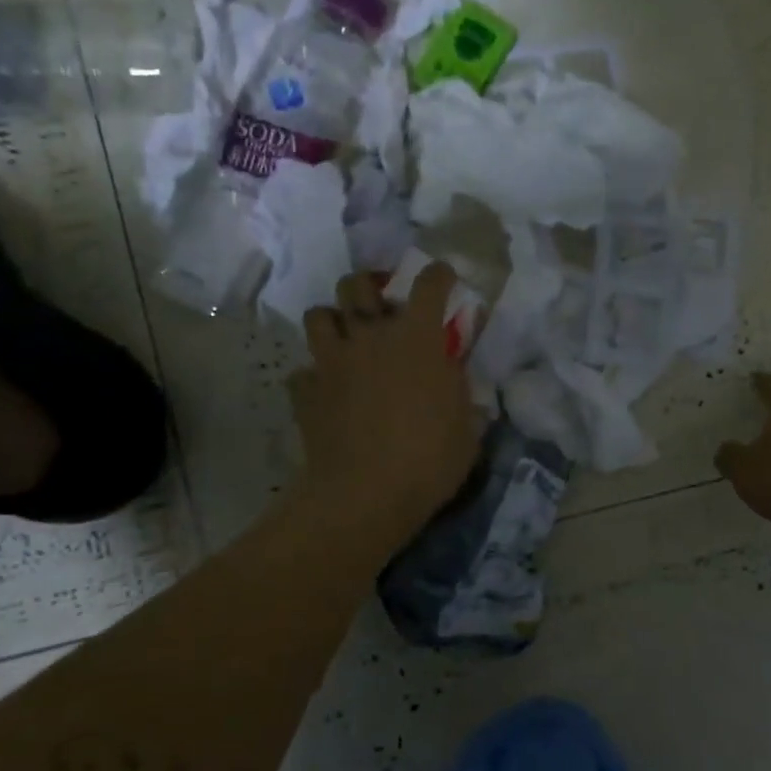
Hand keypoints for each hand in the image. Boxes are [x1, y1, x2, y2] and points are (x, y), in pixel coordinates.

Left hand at [289, 264, 480, 545]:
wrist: (364, 495)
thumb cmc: (429, 459)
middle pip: (357, 284)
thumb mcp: (467, 426)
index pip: (429, 284)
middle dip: (369, 285)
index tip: (443, 277)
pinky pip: (303, 371)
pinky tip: (327, 392)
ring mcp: (331, 361)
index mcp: (416, 338)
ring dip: (333, 321)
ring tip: (346, 340)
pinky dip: (314, 377)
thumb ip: (459, 390)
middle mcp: (370, 336)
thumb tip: (452, 374)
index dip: (439, 275)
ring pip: (318, 315)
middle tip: (381, 306)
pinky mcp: (305, 391)